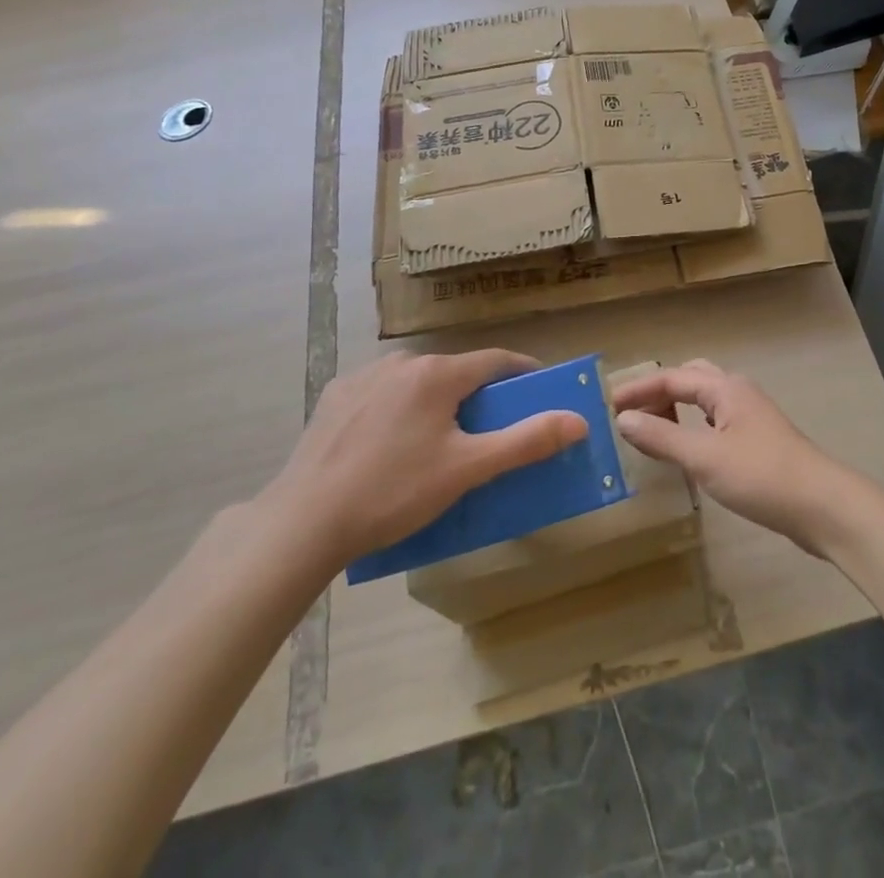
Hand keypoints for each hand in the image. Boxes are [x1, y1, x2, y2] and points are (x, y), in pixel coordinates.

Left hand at [257, 350, 588, 576]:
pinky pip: (383, 393)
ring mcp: (364, 376)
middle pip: (456, 371)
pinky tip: (390, 444)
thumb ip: (526, 440)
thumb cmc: (394, 492)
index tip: (540, 390)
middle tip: (488, 431)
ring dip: (437, 400)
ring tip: (438, 441)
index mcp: (437, 373)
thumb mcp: (468, 469)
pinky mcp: (335, 397)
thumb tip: (579, 420)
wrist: (304, 521)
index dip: (523, 373)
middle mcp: (402, 361)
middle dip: (478, 395)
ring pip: (418, 381)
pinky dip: (400, 408)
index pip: (496, 361)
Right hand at [611, 359, 876, 557]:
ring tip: (654, 430)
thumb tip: (624, 419)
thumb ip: (662, 438)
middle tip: (632, 414)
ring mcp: (752, 416)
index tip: (607, 403)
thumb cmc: (761, 476)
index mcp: (725, 388)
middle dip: (659, 391)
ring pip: (706, 400)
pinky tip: (690, 450)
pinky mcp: (759, 440)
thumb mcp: (705, 458)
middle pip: (691, 378)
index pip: (672, 377)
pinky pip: (716, 421)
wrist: (823, 505)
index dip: (638, 389)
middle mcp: (738, 393)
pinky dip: (694, 427)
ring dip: (677, 408)